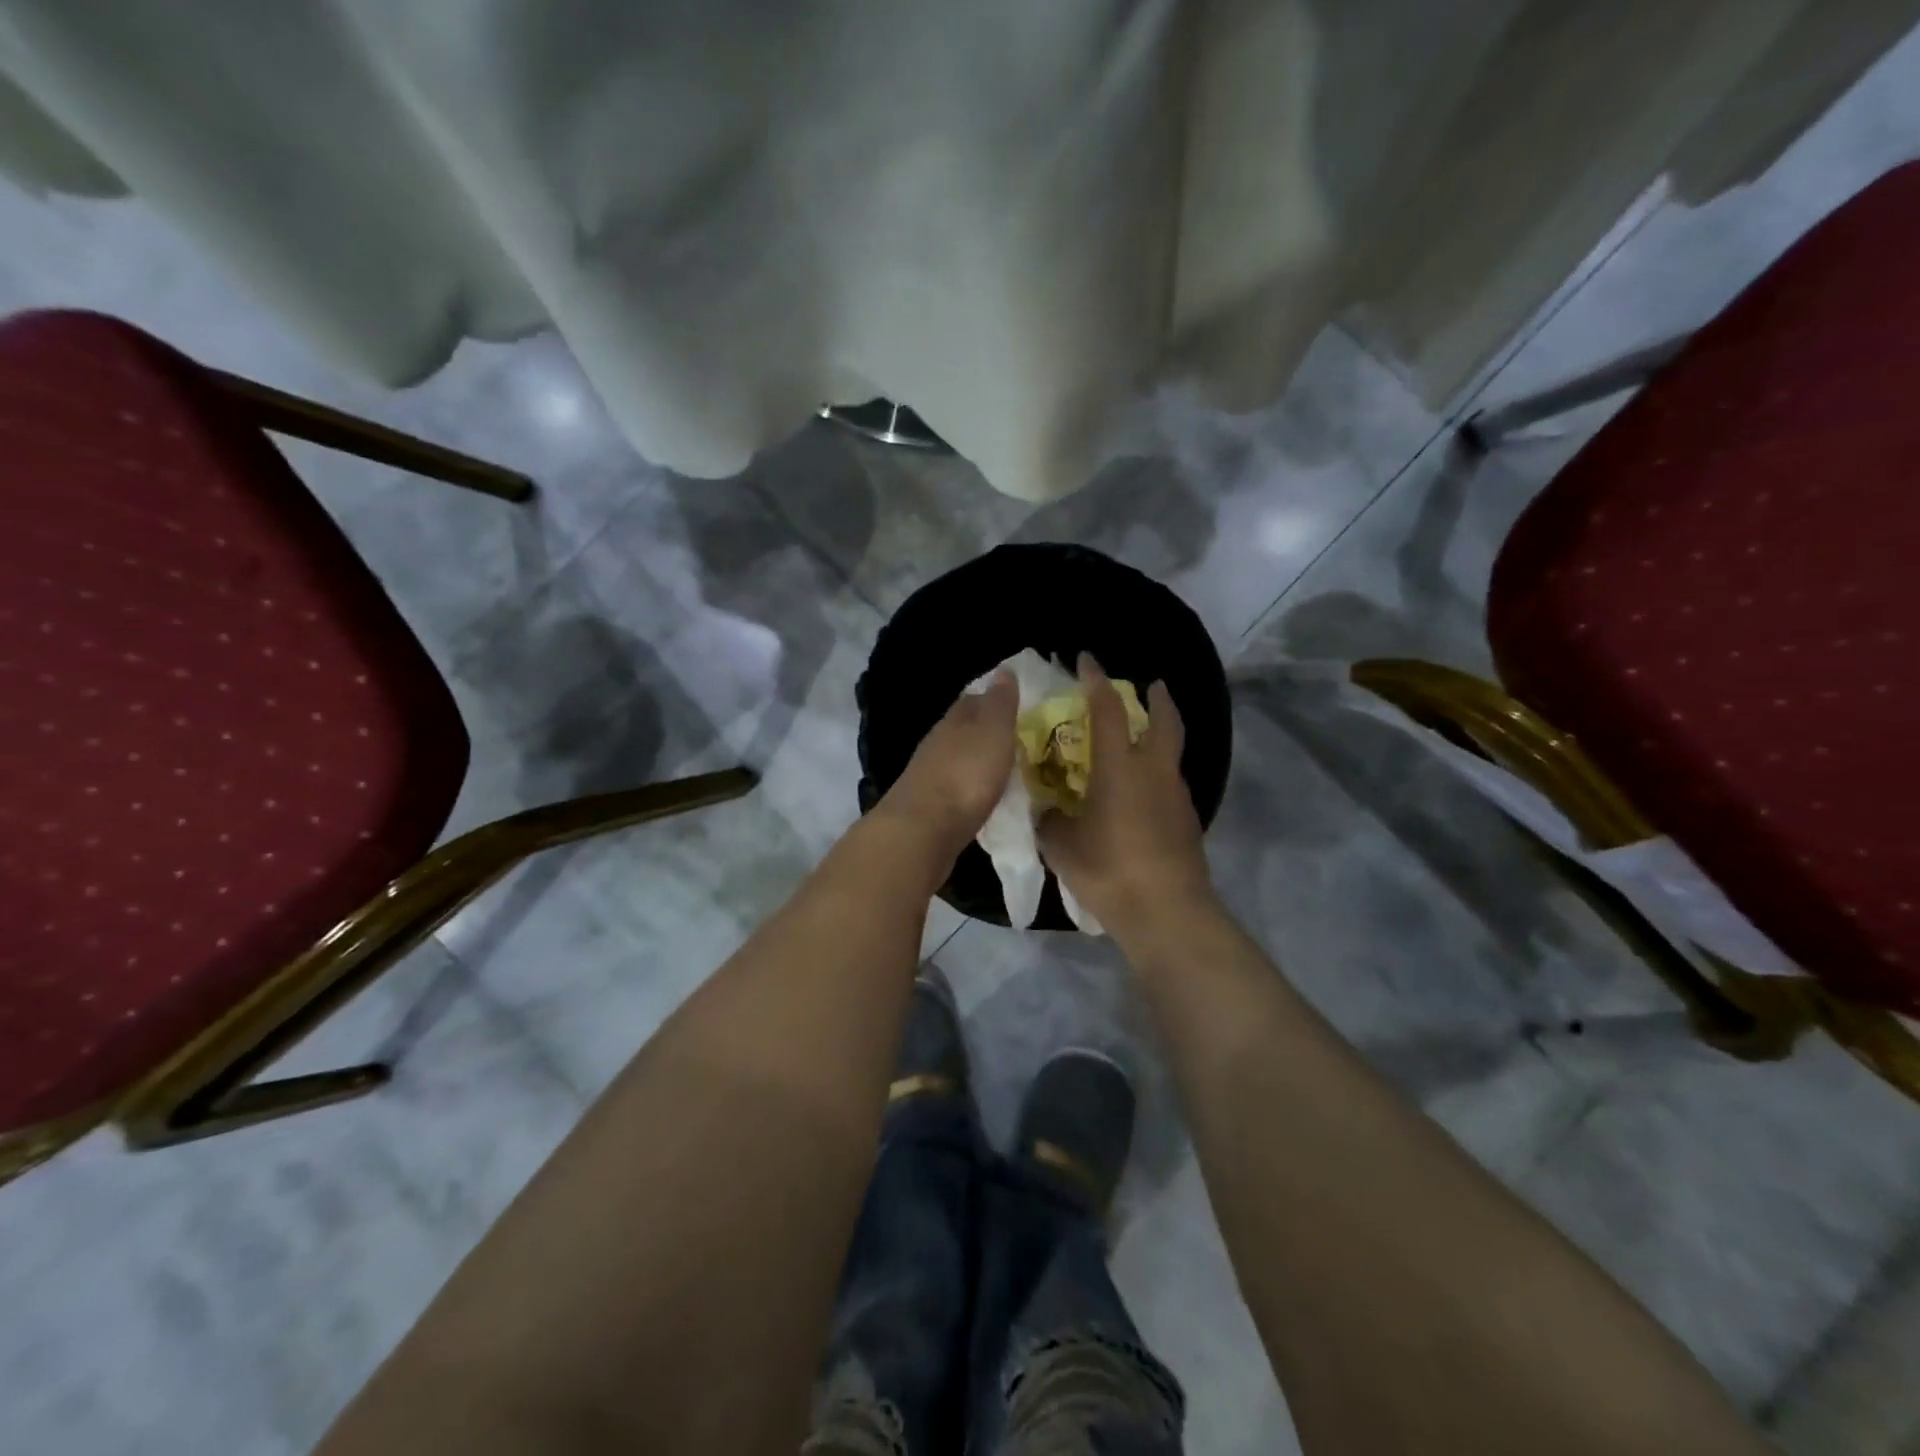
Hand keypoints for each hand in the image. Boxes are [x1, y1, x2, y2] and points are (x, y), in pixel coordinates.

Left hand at [874, 670, 1017, 865]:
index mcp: (954, 720)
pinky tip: (983, 796)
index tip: (1015, 704)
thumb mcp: (993, 731)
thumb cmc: (965, 775)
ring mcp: (930, 775)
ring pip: (957, 759)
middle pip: (962, 729)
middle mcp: (938, 743)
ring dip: (976, 760)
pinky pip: (955, 788)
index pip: (973, 700)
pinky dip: (970, 787)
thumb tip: (1004, 669)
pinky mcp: (929, 806)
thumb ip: (1000, 703)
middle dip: (984, 731)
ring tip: (1004, 768)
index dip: (993, 700)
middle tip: (1014, 738)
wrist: (923, 829)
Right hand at [1039, 656, 1216, 945]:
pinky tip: (1142, 796)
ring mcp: (1176, 796)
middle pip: (1164, 721)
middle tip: (1152, 685)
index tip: (1086, 660)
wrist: (1167, 912)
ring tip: (1141, 744)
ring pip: (1171, 754)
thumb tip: (1050, 811)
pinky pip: (1171, 785)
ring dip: (1160, 738)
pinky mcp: (1188, 822)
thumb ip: (1051, 820)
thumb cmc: (1109, 869)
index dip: (1095, 681)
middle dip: (1157, 699)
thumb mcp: (1062, 845)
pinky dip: (1159, 776)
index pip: (1107, 710)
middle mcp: (1154, 772)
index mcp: (1120, 767)